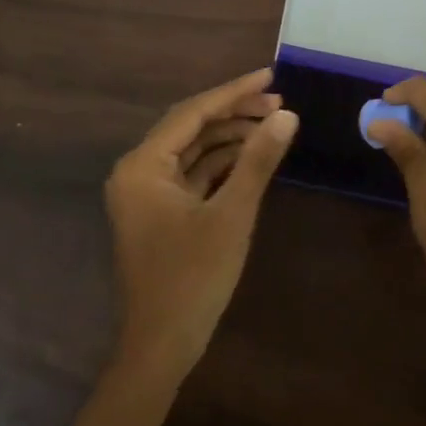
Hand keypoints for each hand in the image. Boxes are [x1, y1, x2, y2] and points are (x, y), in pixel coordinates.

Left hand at [105, 68, 298, 380]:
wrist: (161, 349)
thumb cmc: (193, 278)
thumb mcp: (232, 215)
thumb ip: (258, 160)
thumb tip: (287, 114)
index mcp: (143, 165)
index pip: (193, 113)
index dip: (234, 92)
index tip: (270, 76)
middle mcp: (138, 171)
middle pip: (191, 126)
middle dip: (235, 113)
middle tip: (279, 104)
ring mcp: (146, 193)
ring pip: (193, 149)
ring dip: (230, 137)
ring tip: (273, 127)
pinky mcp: (160, 212)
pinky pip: (192, 173)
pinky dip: (221, 163)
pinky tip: (253, 156)